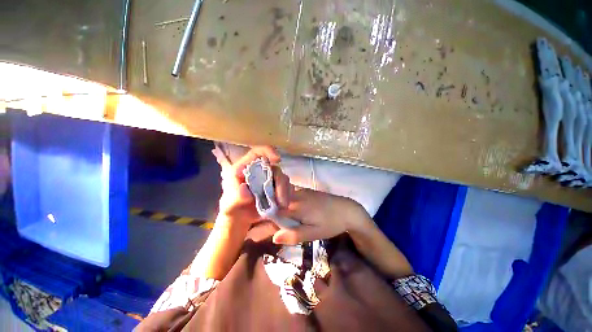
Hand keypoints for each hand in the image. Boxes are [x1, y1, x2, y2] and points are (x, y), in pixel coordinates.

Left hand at [215, 146, 291, 226]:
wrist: (240, 219)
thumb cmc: (232, 207)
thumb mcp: (229, 204)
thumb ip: (235, 197)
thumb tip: (245, 190)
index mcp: (245, 168)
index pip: (257, 152)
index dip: (268, 151)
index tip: (277, 159)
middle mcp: (259, 171)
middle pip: (275, 169)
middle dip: (280, 184)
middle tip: (280, 201)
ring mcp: (270, 180)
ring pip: (283, 179)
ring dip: (285, 192)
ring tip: (281, 207)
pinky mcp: (277, 188)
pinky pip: (287, 188)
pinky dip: (287, 196)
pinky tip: (282, 206)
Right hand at [272, 188, 369, 244]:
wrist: (347, 210)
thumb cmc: (330, 223)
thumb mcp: (313, 233)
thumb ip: (293, 235)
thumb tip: (274, 238)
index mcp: (296, 207)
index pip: (274, 210)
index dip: (266, 218)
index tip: (262, 226)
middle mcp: (296, 196)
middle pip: (277, 201)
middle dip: (271, 210)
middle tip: (269, 223)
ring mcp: (302, 191)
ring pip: (283, 197)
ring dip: (278, 205)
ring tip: (279, 217)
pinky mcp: (306, 190)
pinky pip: (291, 194)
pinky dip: (286, 201)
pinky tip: (290, 209)